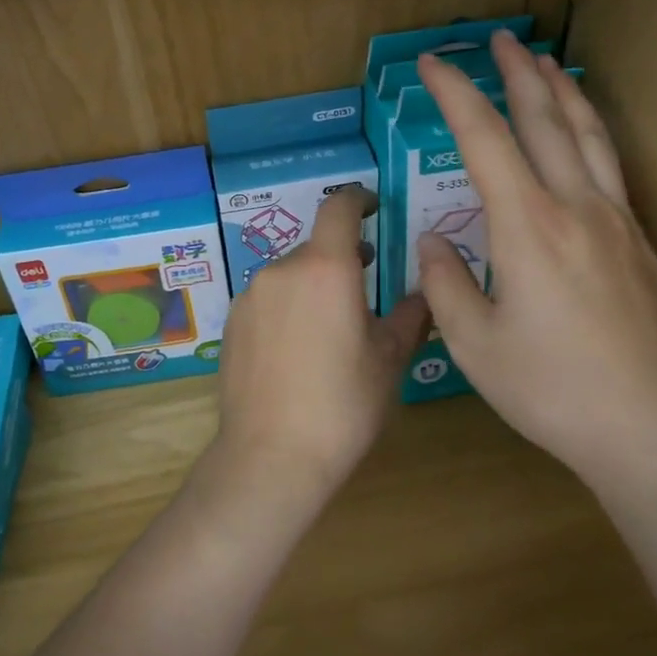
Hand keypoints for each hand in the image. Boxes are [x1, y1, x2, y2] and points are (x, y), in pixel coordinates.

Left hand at [214, 187, 429, 502]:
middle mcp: (281, 270)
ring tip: (332, 329)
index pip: (339, 207)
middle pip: (316, 247)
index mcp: (325, 268)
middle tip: (366, 289)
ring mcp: (250, 296)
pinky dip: (287, 307)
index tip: (373, 207)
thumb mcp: (388, 359)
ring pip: (290, 275)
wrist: (270, 456)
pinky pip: (267, 300)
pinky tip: (298, 350)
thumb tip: (425, 293)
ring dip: (313, 286)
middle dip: (342, 259)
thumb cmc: (342, 405)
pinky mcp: (231, 323)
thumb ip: (410, 315)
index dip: (359, 200)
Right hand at [415, 31, 656, 481]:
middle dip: (516, 74)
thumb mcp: (476, 346)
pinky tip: (585, 135)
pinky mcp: (640, 244)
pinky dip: (591, 131)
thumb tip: (435, 242)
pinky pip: (611, 166)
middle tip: (498, 39)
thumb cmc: (556, 391)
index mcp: (528, 227)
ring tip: (545, 61)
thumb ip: (447, 285)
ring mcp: (617, 223)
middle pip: (545, 121)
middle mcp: (577, 208)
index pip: (483, 140)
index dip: (455, 95)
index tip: (432, 64)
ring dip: (562, 92)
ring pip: (590, 135)